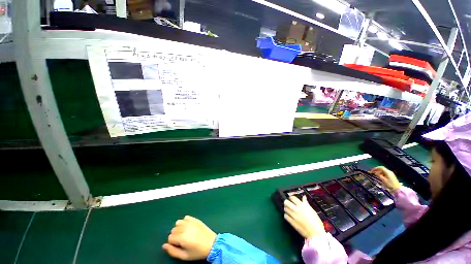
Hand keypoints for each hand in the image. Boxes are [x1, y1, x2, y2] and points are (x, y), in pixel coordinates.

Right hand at [162, 216, 215, 260]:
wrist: (211, 243)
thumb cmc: (197, 252)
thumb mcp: (184, 256)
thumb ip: (172, 251)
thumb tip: (164, 246)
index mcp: (182, 237)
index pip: (170, 237)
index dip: (172, 242)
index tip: (178, 245)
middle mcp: (185, 228)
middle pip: (173, 229)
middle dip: (175, 235)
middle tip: (182, 240)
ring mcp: (191, 222)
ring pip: (178, 222)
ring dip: (179, 228)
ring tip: (184, 233)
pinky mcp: (195, 219)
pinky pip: (186, 217)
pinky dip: (185, 221)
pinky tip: (188, 226)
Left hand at [284, 196, 325, 238]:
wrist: (316, 234)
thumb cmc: (316, 222)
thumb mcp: (312, 211)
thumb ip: (306, 203)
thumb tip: (304, 197)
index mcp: (302, 206)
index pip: (293, 198)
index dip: (291, 197)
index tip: (291, 198)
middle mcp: (297, 209)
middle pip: (286, 202)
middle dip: (286, 201)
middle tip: (288, 203)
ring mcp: (294, 216)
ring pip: (285, 208)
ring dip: (286, 208)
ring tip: (288, 209)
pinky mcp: (292, 222)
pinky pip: (285, 216)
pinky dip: (286, 215)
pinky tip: (288, 216)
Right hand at [370, 166, 400, 191]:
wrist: (397, 189)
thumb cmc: (390, 185)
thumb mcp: (383, 180)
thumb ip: (379, 175)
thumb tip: (375, 172)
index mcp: (388, 172)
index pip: (381, 167)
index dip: (375, 168)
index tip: (372, 171)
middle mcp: (389, 172)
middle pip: (382, 169)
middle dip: (377, 170)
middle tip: (373, 173)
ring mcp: (391, 174)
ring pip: (383, 171)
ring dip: (379, 173)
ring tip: (376, 176)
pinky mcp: (391, 176)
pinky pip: (385, 173)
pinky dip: (382, 174)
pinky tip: (380, 177)